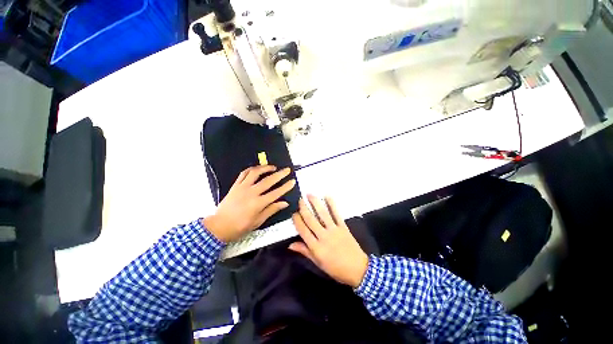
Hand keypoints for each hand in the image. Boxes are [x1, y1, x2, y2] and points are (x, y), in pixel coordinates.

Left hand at [203, 165, 295, 242]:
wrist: (221, 225)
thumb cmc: (240, 227)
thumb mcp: (257, 222)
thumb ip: (271, 210)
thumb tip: (284, 203)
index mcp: (258, 204)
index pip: (276, 193)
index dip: (285, 187)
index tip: (292, 181)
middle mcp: (251, 193)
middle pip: (268, 180)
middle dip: (279, 174)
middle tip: (287, 170)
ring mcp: (242, 187)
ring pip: (255, 173)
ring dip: (265, 168)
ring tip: (272, 167)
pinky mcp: (235, 186)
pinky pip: (243, 174)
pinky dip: (251, 169)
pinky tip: (256, 169)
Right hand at [289, 195, 368, 287]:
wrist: (358, 269)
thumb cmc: (336, 269)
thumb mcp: (318, 264)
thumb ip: (305, 252)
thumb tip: (290, 245)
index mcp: (316, 248)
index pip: (303, 231)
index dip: (297, 221)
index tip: (293, 214)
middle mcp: (324, 237)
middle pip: (311, 220)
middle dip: (304, 209)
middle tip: (300, 200)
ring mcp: (334, 231)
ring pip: (323, 214)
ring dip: (316, 203)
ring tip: (310, 194)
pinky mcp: (344, 228)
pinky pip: (337, 214)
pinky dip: (332, 205)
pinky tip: (327, 196)